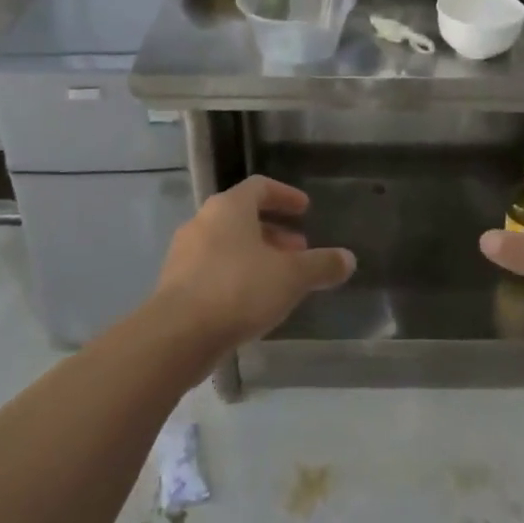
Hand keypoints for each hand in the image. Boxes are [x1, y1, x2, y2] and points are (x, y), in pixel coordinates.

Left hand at [152, 176, 354, 351]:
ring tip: (280, 279)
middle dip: (275, 232)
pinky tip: (253, 302)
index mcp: (229, 207)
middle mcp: (202, 222)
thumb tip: (348, 259)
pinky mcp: (175, 284)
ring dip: (256, 255)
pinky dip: (237, 276)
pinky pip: (213, 270)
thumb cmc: (238, 290)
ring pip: (228, 245)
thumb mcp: (291, 277)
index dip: (285, 195)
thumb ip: (322, 265)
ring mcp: (184, 254)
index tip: (305, 209)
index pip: (260, 187)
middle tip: (299, 250)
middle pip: (243, 217)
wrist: (177, 335)